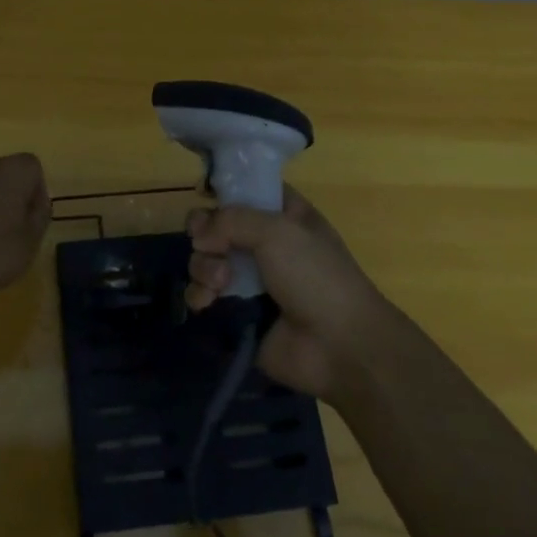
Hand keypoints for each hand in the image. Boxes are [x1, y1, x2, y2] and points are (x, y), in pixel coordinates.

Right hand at [185, 186, 398, 401]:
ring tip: (219, 283)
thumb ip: (230, 220)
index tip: (206, 198)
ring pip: (205, 260)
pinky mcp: (236, 311)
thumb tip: (198, 236)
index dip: (223, 193)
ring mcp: (248, 279)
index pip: (246, 191)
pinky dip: (200, 295)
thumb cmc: (316, 276)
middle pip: (215, 226)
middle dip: (206, 236)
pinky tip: (208, 302)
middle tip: (211, 247)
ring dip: (204, 268)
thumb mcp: (278, 231)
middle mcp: (264, 244)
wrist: (338, 346)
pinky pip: (203, 295)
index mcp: (284, 216)